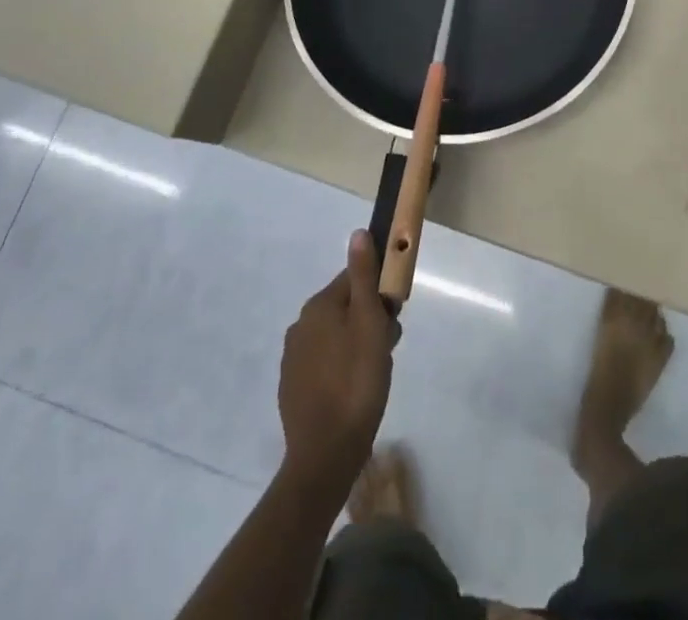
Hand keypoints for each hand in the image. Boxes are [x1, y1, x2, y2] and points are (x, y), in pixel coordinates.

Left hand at [277, 230, 396, 500]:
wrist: (325, 455)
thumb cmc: (356, 382)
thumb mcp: (369, 323)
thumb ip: (364, 276)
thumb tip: (357, 233)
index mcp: (318, 306)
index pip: (354, 279)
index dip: (379, 293)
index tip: (394, 315)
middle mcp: (300, 325)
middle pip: (345, 307)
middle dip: (370, 320)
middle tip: (388, 348)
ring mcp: (293, 358)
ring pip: (336, 336)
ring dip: (357, 344)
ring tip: (375, 373)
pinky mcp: (293, 387)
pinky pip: (325, 363)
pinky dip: (341, 368)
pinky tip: (354, 390)